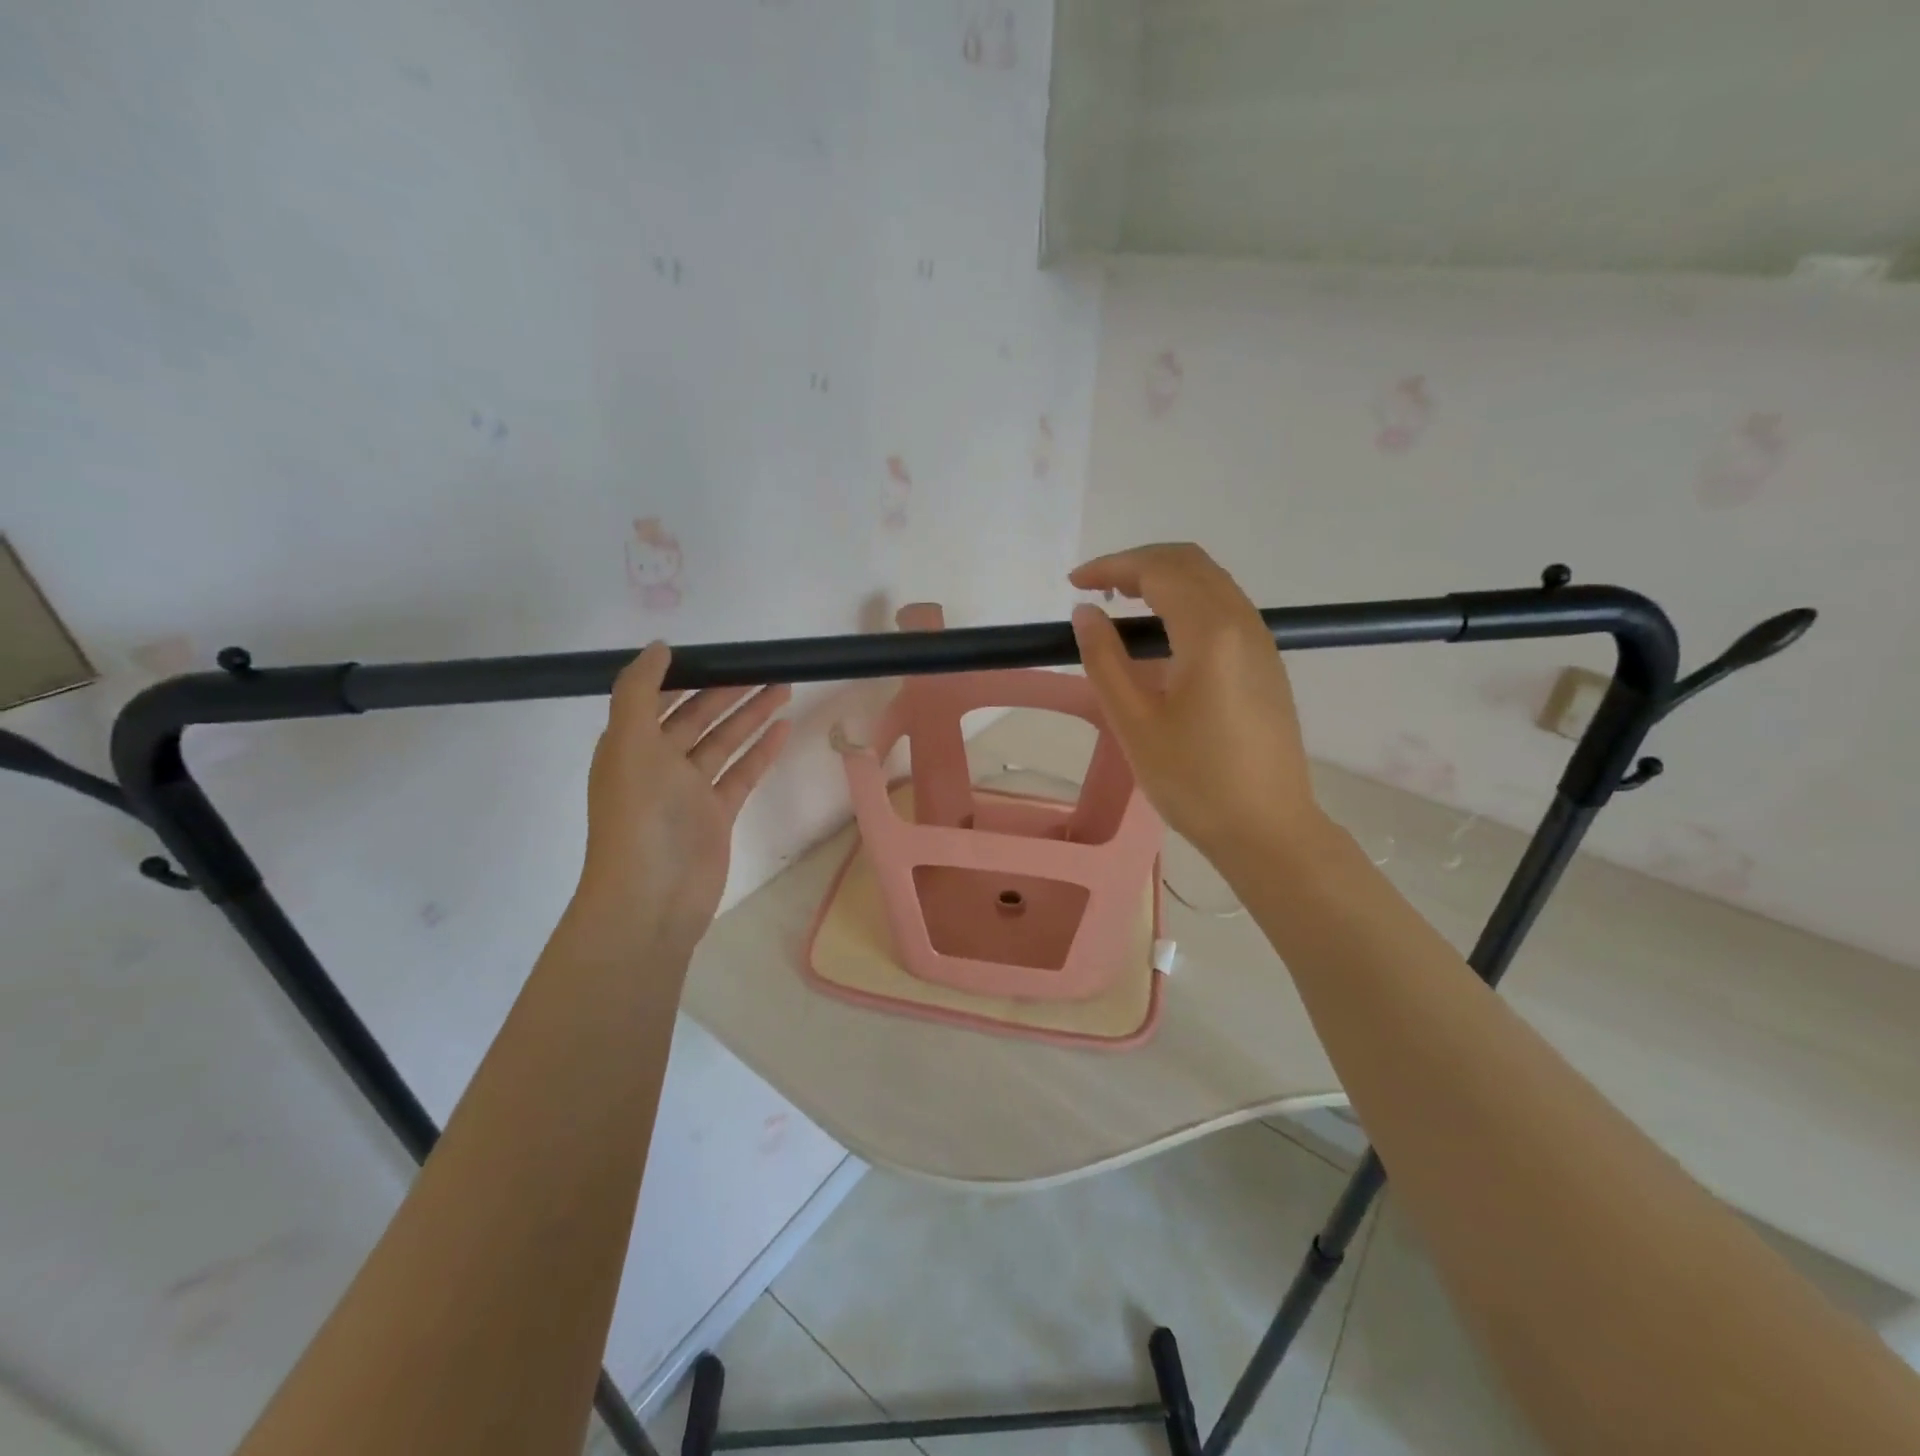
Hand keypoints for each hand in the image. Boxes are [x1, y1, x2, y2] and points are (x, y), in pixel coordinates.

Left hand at [572, 642, 792, 960]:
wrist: (651, 898)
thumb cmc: (639, 817)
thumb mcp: (630, 744)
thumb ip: (640, 692)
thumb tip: (659, 647)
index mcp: (630, 745)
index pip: (660, 698)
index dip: (686, 674)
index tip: (720, 653)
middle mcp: (658, 764)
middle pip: (697, 717)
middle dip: (727, 690)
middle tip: (764, 666)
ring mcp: (690, 791)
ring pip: (724, 741)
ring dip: (750, 715)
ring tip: (783, 686)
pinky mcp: (716, 814)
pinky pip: (742, 773)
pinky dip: (761, 750)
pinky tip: (784, 728)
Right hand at [1069, 543, 1324, 870]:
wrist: (1268, 828)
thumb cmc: (1194, 780)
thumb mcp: (1134, 723)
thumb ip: (1104, 660)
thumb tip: (1085, 613)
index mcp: (1210, 633)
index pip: (1158, 571)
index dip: (1112, 567)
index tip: (1074, 583)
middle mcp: (1243, 623)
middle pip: (1190, 563)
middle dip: (1138, 564)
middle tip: (1096, 588)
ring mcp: (1261, 641)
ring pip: (1211, 582)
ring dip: (1164, 580)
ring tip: (1121, 605)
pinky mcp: (1266, 663)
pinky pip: (1224, 609)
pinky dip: (1186, 602)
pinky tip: (1161, 637)